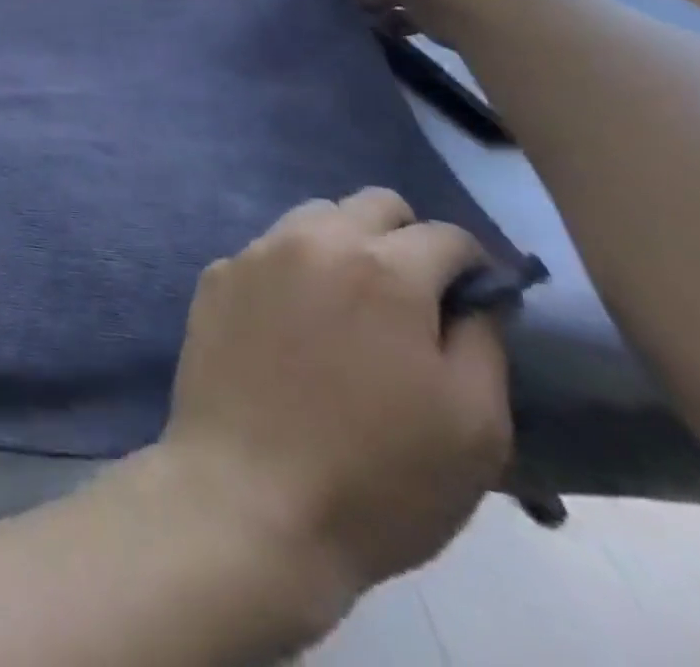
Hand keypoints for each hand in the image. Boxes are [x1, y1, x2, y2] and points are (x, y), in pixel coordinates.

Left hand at [160, 189, 511, 616]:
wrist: (248, 495)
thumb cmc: (377, 476)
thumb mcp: (474, 425)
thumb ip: (483, 341)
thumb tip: (478, 295)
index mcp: (383, 269)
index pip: (445, 234)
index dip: (472, 266)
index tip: (475, 301)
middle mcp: (312, 240)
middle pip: (371, 204)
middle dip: (405, 238)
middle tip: (413, 298)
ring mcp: (254, 253)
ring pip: (313, 217)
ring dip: (343, 244)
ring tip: (350, 306)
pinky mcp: (215, 276)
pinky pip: (266, 251)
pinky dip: (292, 270)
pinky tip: (292, 324)